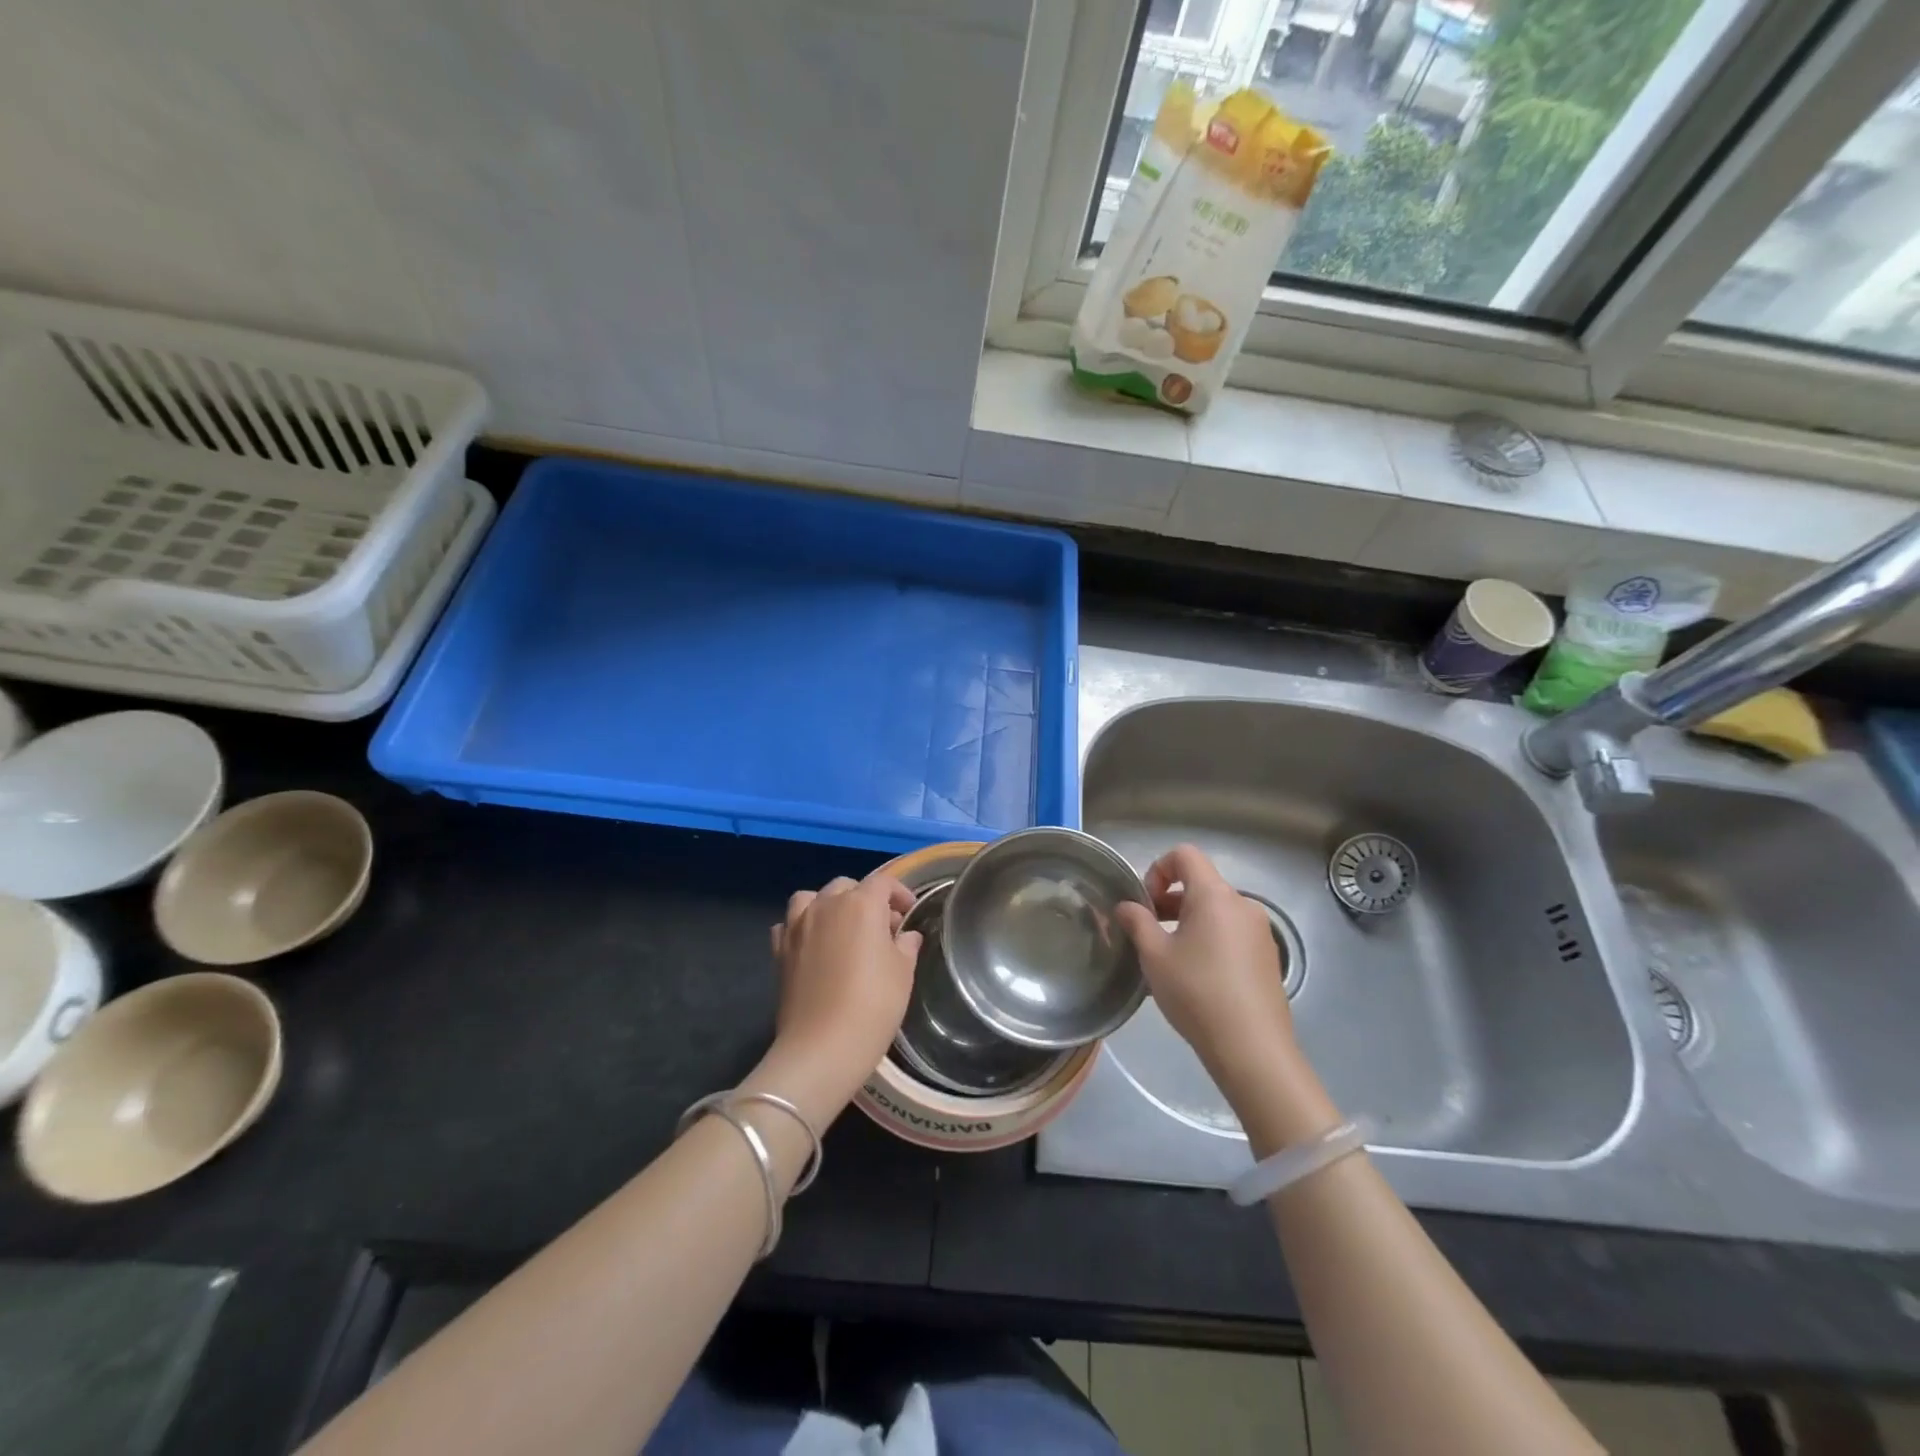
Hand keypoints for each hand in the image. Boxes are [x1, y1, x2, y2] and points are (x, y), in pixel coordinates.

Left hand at [763, 871, 921, 1108]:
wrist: (822, 1047)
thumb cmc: (873, 1005)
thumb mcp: (903, 973)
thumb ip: (906, 945)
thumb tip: (906, 935)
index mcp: (861, 904)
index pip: (884, 883)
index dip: (900, 893)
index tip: (909, 912)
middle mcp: (826, 905)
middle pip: (847, 887)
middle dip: (867, 899)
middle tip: (882, 927)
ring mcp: (798, 926)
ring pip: (812, 897)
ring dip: (829, 905)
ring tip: (842, 928)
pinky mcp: (780, 950)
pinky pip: (789, 924)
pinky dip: (801, 926)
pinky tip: (812, 944)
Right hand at [1114, 844, 1298, 1082]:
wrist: (1252, 1047)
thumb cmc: (1196, 992)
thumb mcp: (1154, 955)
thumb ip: (1137, 922)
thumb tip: (1126, 906)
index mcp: (1214, 895)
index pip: (1185, 855)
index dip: (1158, 869)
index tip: (1146, 903)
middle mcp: (1242, 904)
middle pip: (1201, 883)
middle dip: (1170, 900)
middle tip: (1149, 932)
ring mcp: (1260, 931)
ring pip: (1216, 910)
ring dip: (1189, 921)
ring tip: (1170, 957)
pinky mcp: (1267, 956)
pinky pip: (1232, 932)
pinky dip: (1210, 938)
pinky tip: (1198, 976)